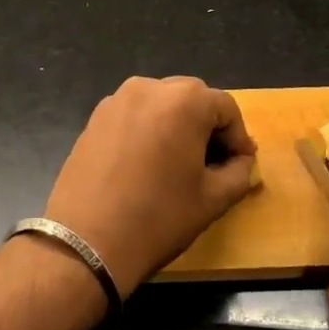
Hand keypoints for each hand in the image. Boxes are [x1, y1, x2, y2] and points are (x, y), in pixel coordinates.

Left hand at [43, 76, 257, 294]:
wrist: (86, 242)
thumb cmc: (159, 217)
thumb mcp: (213, 199)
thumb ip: (239, 172)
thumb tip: (242, 162)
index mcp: (184, 100)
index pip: (226, 108)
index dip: (238, 137)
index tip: (241, 165)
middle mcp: (149, 87)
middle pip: (193, 99)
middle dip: (208, 127)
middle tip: (214, 164)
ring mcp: (117, 100)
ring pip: (161, 105)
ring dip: (177, 127)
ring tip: (179, 164)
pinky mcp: (94, 118)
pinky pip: (135, 115)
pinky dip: (149, 131)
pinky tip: (147, 165)